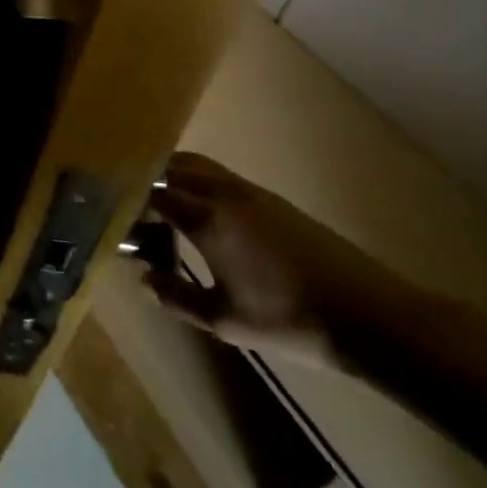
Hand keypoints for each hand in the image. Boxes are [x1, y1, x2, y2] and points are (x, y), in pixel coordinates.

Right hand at [146, 152, 427, 369]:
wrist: (369, 315)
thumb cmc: (289, 320)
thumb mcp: (224, 320)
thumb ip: (177, 298)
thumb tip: (145, 278)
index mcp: (207, 219)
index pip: (153, 194)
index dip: (130, 204)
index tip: (117, 219)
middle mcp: (224, 194)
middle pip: (173, 168)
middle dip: (148, 182)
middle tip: (133, 208)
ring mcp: (252, 193)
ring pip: (199, 166)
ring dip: (175, 178)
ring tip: (163, 207)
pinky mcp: (273, 200)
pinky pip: (221, 177)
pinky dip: (199, 184)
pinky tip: (204, 217)